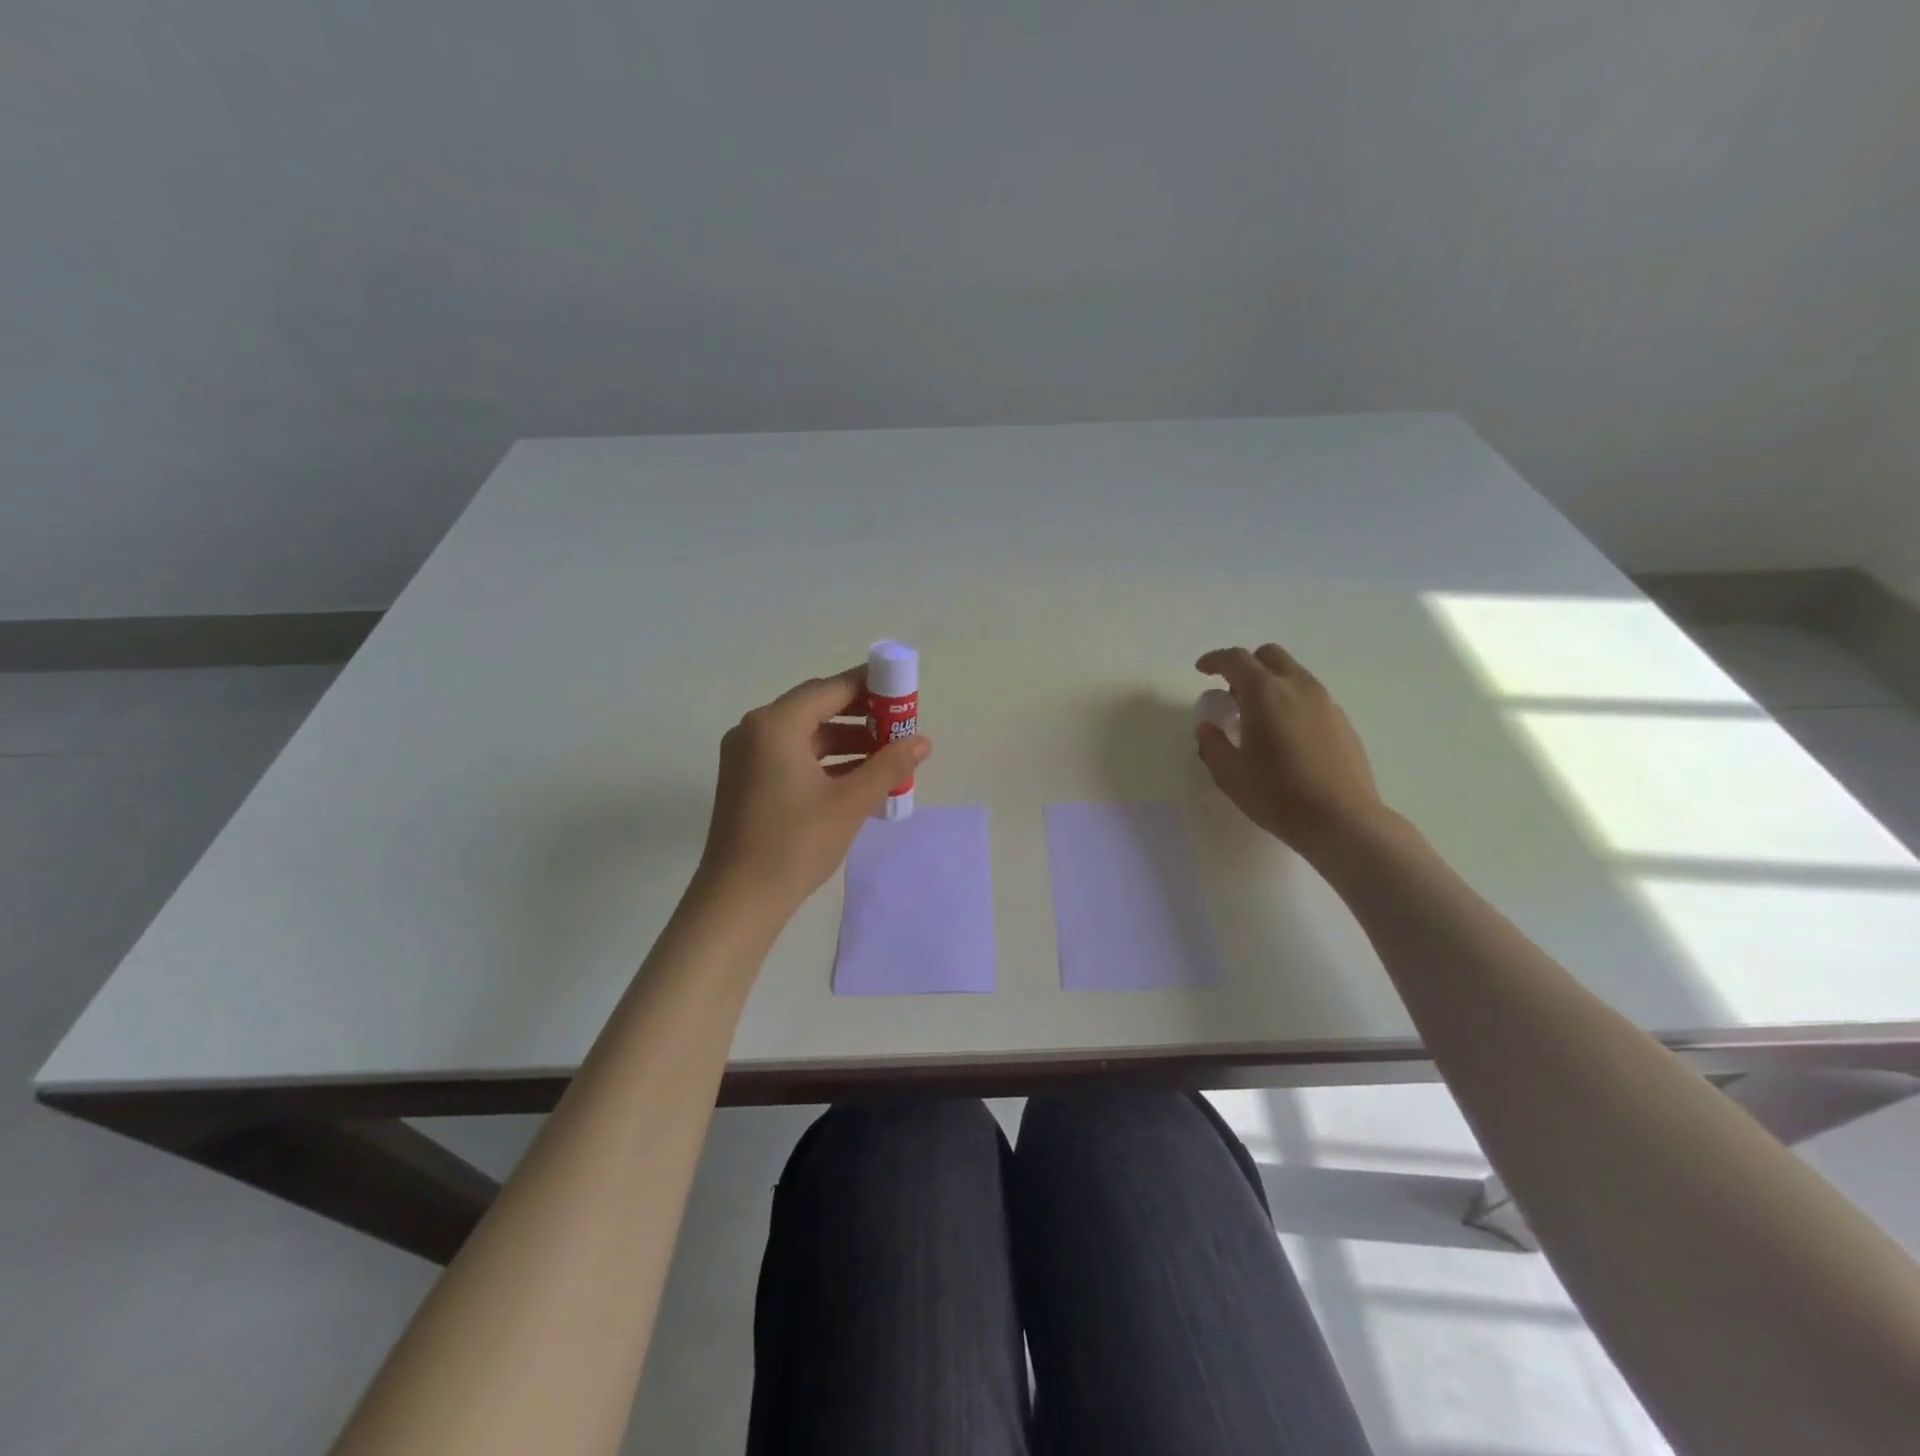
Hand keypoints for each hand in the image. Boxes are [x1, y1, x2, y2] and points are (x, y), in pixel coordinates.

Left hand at [694, 666, 931, 917]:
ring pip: (805, 734)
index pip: (830, 689)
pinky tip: (858, 777)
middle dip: (861, 715)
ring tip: (887, 755)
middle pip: (816, 707)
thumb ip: (889, 765)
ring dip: (846, 740)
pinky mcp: (746, 780)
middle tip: (899, 725)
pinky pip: (792, 755)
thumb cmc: (795, 844)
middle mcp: (755, 730)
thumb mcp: (850, 802)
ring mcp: (746, 756)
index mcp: (775, 725)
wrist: (739, 900)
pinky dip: (825, 760)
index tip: (903, 691)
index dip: (870, 687)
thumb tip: (923, 741)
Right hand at [1194, 644, 1385, 859]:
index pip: (1236, 660)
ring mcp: (1325, 702)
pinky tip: (1285, 735)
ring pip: (1293, 674)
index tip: (1202, 669)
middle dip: (1246, 665)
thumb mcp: (1229, 774)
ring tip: (1258, 717)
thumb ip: (1212, 744)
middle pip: (1270, 656)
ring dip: (1271, 683)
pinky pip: (1310, 696)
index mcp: (1264, 693)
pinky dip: (1291, 701)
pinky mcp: (1342, 721)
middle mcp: (1297, 687)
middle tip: (1231, 693)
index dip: (1215, 660)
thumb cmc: (1277, 794)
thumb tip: (1208, 727)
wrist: (1341, 820)